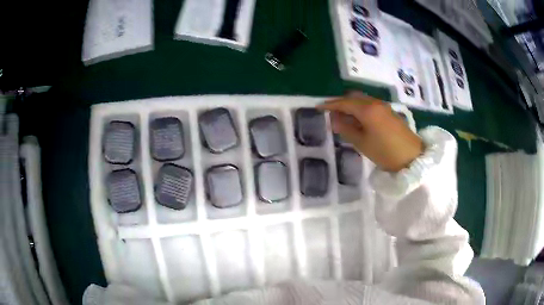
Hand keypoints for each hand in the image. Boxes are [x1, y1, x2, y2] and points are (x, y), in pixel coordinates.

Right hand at [317, 92, 423, 171]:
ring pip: (362, 100)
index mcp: (367, 109)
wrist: (412, 157)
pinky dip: (361, 109)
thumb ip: (346, 129)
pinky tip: (358, 120)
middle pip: (354, 97)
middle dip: (341, 103)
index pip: (344, 103)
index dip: (330, 104)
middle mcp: (375, 103)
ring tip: (343, 118)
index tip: (318, 107)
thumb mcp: (362, 143)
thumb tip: (334, 119)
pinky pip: (370, 105)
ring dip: (351, 105)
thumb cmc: (385, 152)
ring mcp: (384, 107)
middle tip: (331, 113)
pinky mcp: (389, 112)